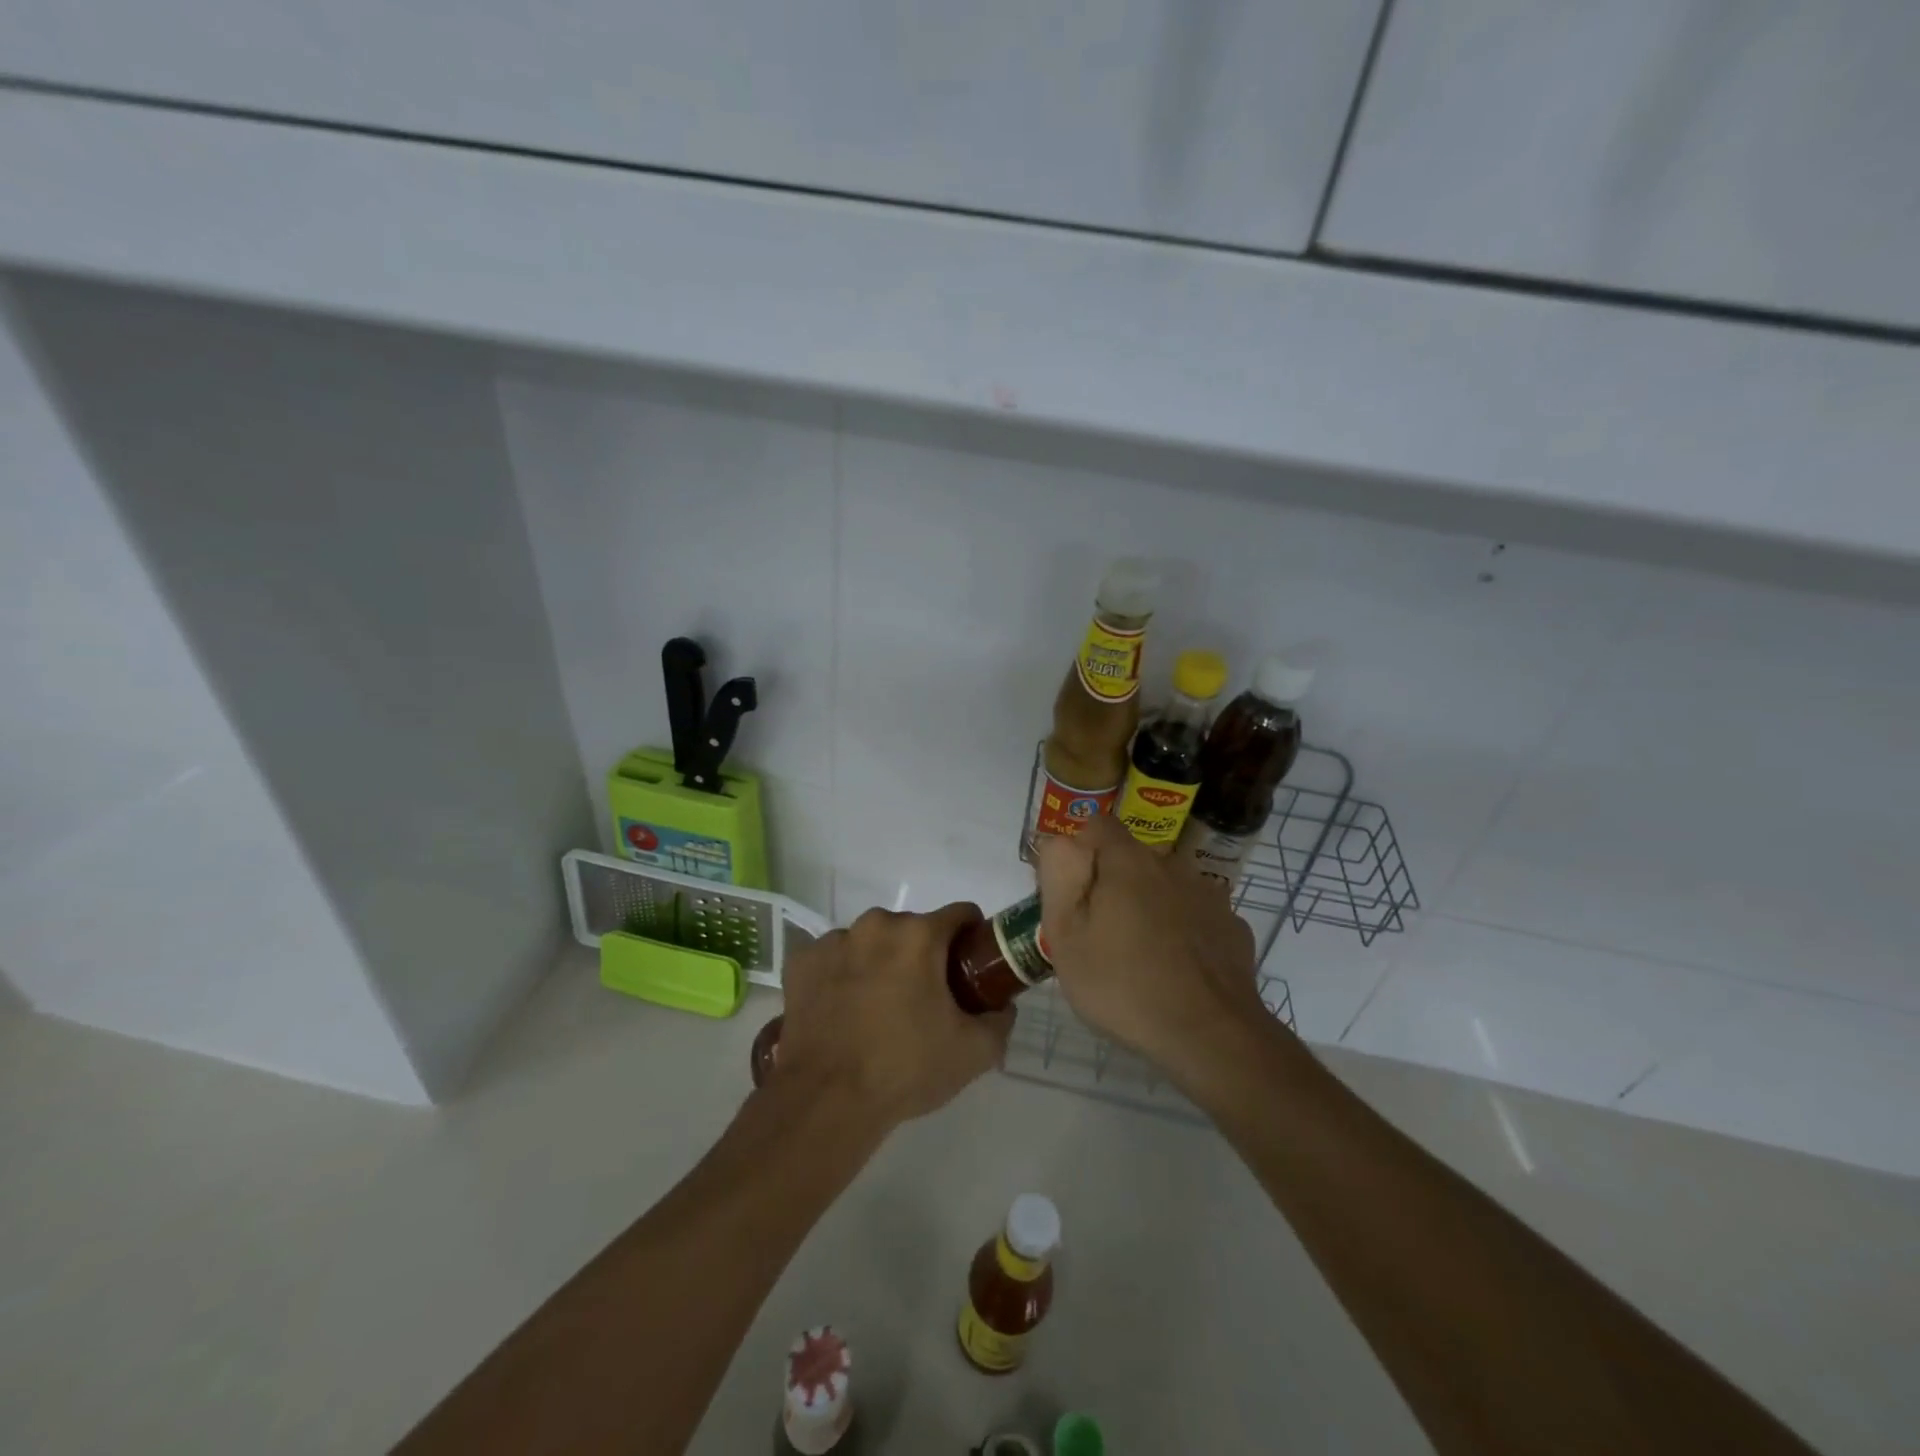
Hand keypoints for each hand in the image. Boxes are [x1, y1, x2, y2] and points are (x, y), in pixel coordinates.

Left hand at [772, 903, 1014, 1127]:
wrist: (827, 1100)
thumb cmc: (905, 1068)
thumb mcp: (973, 1052)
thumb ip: (999, 1021)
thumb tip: (1002, 1007)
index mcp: (919, 935)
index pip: (960, 915)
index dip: (972, 938)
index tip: (970, 967)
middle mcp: (875, 925)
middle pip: (913, 929)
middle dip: (923, 955)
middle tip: (925, 999)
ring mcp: (834, 941)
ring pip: (871, 941)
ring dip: (880, 962)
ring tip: (879, 1009)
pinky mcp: (801, 962)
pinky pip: (833, 958)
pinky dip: (842, 975)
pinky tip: (843, 1010)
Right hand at [1036, 815, 1264, 1084]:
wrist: (1210, 1036)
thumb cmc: (1123, 985)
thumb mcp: (1065, 936)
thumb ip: (1058, 877)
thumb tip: (1061, 841)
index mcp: (1128, 861)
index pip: (1097, 825)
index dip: (1079, 851)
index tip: (1072, 892)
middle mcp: (1172, 865)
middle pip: (1131, 859)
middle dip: (1112, 884)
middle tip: (1099, 935)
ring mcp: (1209, 895)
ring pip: (1165, 887)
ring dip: (1149, 907)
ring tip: (1139, 957)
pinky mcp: (1232, 927)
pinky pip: (1195, 916)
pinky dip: (1182, 932)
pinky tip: (1176, 970)